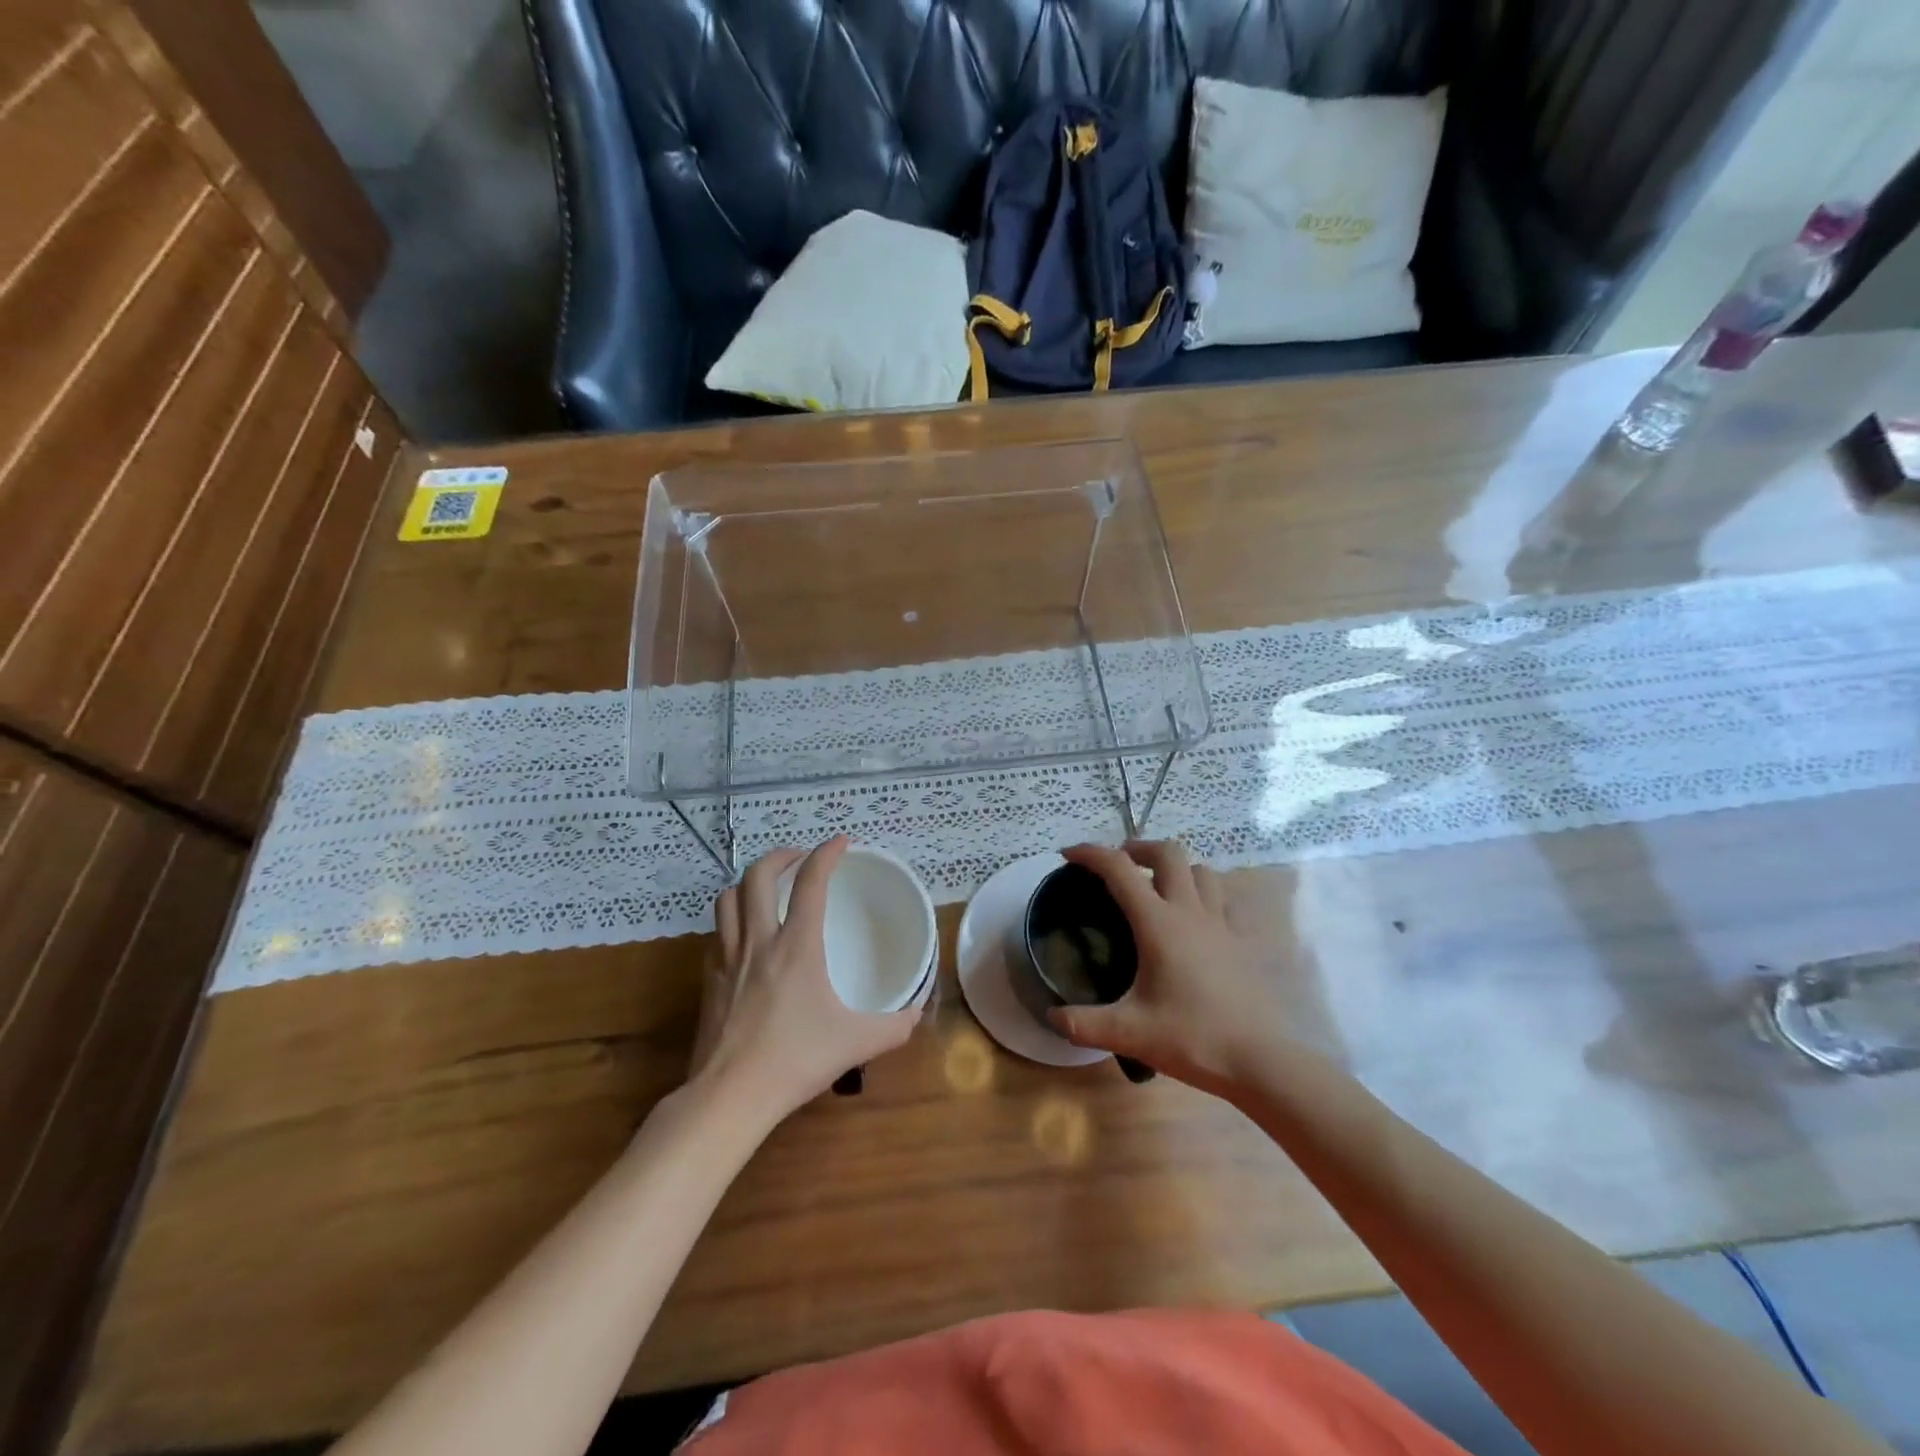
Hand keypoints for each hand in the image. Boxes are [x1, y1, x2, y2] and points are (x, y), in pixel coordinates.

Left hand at [688, 836, 921, 1121]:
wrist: (730, 1096)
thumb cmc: (795, 1061)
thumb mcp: (856, 1044)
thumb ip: (893, 1027)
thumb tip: (916, 1014)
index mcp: (797, 946)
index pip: (810, 882)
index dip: (827, 853)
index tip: (841, 841)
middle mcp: (759, 941)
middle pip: (757, 875)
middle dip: (780, 856)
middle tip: (800, 857)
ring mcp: (728, 958)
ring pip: (728, 898)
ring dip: (748, 882)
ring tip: (767, 887)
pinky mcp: (709, 980)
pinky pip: (718, 932)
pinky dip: (733, 919)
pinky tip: (746, 935)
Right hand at [1047, 841, 1287, 1094]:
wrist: (1261, 1061)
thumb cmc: (1192, 1039)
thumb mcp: (1129, 1033)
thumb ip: (1083, 1024)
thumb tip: (1051, 1016)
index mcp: (1158, 923)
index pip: (1119, 869)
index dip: (1090, 854)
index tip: (1068, 855)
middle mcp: (1190, 911)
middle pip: (1167, 853)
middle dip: (1138, 849)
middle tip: (1118, 865)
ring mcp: (1221, 923)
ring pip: (1201, 871)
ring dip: (1175, 868)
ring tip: (1158, 887)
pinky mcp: (1242, 941)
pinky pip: (1223, 899)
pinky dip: (1204, 894)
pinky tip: (1195, 918)